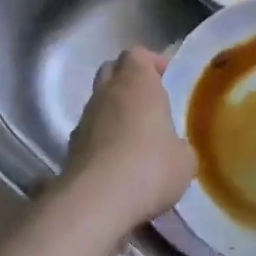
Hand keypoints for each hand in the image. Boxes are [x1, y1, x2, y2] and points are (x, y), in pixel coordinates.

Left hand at [60, 48, 196, 246]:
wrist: (96, 202)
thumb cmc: (149, 167)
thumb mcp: (184, 160)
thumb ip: (180, 146)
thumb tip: (175, 150)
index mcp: (137, 82)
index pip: (137, 54)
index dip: (151, 62)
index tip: (165, 78)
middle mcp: (107, 92)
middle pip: (112, 70)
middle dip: (128, 80)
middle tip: (149, 102)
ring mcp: (84, 119)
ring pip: (98, 101)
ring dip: (113, 111)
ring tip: (134, 135)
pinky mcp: (70, 147)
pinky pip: (89, 132)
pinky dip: (101, 138)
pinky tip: (116, 162)